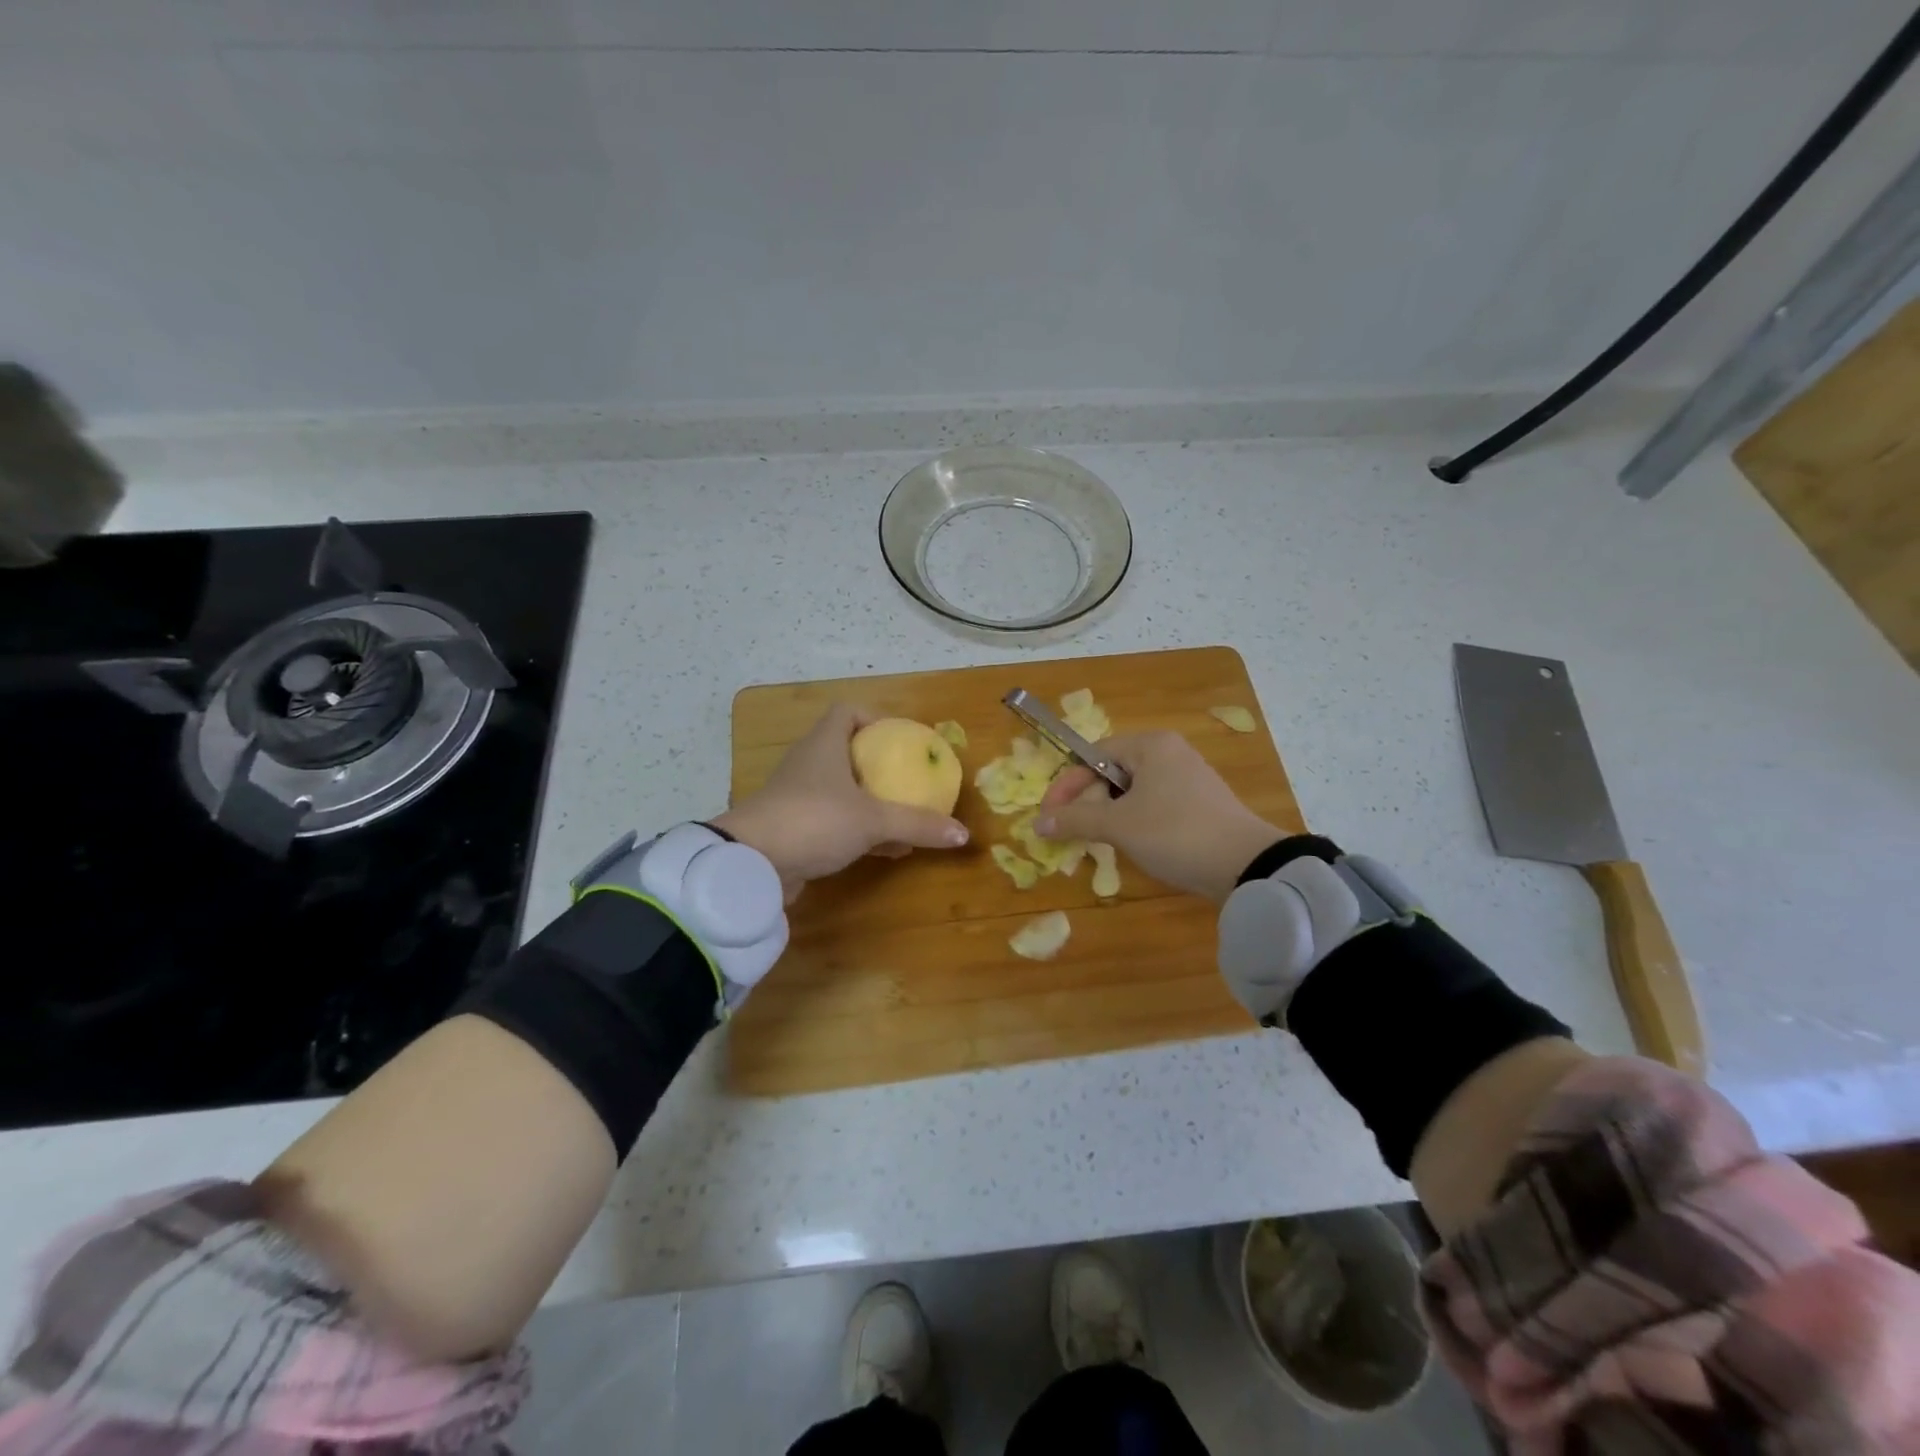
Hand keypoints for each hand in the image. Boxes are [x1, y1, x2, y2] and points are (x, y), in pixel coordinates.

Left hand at [713, 704, 969, 899]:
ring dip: (873, 802)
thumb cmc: (813, 820)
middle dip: (881, 766)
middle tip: (911, 780)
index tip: (902, 740)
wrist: (751, 864)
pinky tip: (889, 849)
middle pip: (847, 752)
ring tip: (907, 817)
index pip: (847, 712)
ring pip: (842, 790)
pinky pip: (835, 821)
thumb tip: (963, 834)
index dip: (875, 719)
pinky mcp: (794, 829)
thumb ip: (917, 824)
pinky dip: (862, 830)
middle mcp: (809, 764)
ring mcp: (798, 797)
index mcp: (824, 745)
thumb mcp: (872, 820)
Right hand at [1035, 731, 1280, 902]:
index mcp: (1150, 745)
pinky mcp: (1199, 805)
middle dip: (1087, 803)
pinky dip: (1134, 822)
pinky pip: (1153, 806)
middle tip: (1073, 833)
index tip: (1048, 816)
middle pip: (1111, 773)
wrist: (1247, 865)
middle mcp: (1169, 754)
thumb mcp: (1118, 825)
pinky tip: (1131, 845)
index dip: (1066, 785)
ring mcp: (1187, 779)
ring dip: (1108, 816)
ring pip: (1132, 793)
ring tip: (1098, 841)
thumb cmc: (1175, 832)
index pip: (1093, 755)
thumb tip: (1038, 824)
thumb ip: (1075, 820)